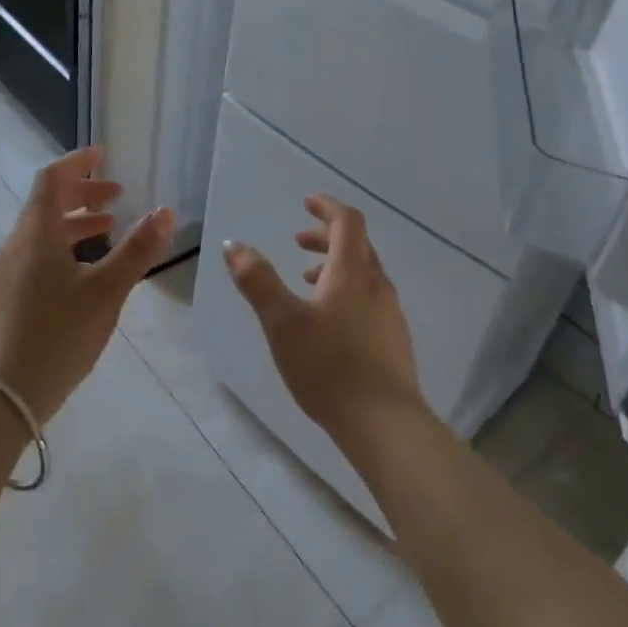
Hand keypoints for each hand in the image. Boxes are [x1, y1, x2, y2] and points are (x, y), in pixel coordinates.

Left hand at [0, 147, 172, 425]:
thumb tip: (167, 211)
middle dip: (82, 192)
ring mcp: (10, 272)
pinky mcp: (10, 296)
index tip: (103, 154)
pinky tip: (87, 270)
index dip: (77, 162)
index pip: (52, 179)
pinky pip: (39, 254)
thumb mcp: (106, 291)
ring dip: (76, 222)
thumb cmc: (57, 334)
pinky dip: (66, 246)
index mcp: (37, 233)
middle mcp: (18, 244)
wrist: (1, 395)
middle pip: (47, 203)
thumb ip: (137, 250)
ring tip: (110, 228)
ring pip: (44, 231)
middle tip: (117, 194)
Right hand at [222, 195, 427, 444]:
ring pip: (364, 274)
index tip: (306, 202)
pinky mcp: (394, 341)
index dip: (327, 207)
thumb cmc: (328, 366)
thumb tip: (233, 244)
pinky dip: (346, 292)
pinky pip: (369, 299)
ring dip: (335, 266)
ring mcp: (390, 314)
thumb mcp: (281, 322)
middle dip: (326, 236)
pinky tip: (328, 323)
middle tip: (298, 241)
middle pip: (357, 245)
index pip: (347, 222)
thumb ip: (256, 280)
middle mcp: (377, 286)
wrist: (384, 424)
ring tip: (306, 282)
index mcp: (352, 273)